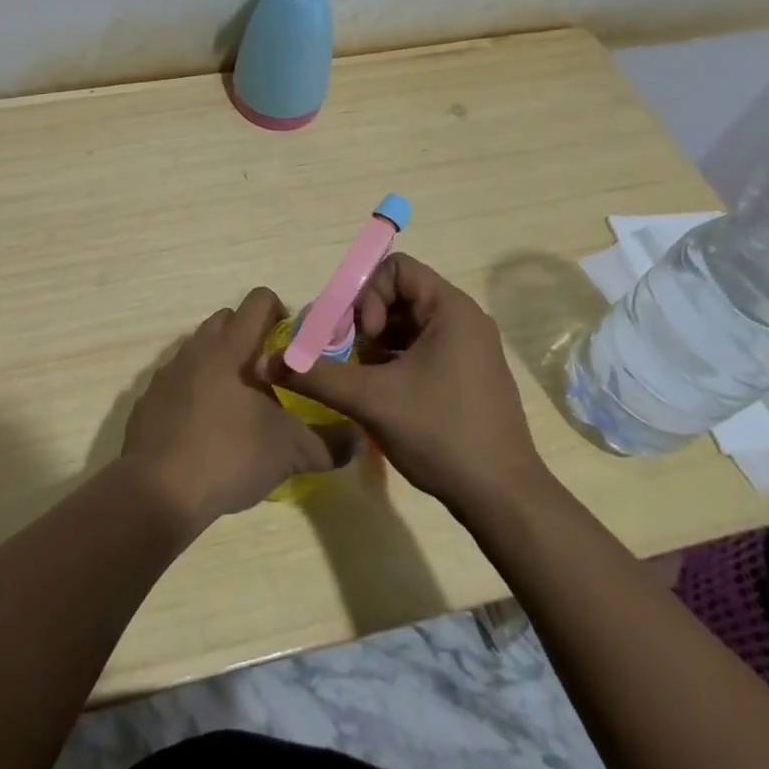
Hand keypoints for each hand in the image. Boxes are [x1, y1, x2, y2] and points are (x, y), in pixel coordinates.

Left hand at [121, 287, 358, 530]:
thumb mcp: (289, 452)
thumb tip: (355, 439)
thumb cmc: (228, 455)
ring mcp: (167, 373)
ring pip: (201, 349)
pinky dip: (197, 391)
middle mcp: (196, 349)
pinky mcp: (149, 400)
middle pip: (227, 320)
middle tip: (271, 376)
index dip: (281, 313)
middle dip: (251, 338)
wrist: (157, 492)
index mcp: (229, 348)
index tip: (293, 345)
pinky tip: (208, 429)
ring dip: (223, 364)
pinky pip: (180, 380)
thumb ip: (327, 443)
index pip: (258, 301)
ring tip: (241, 405)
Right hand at [267, 254, 545, 514]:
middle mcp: (463, 320)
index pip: (396, 269)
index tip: (362, 336)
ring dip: (375, 344)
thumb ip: (317, 375)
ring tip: (358, 377)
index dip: (368, 294)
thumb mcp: (372, 400)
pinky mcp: (465, 375)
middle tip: (347, 356)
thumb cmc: (441, 434)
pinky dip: (393, 361)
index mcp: (451, 310)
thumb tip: (265, 362)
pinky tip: (378, 393)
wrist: (503, 499)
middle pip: (399, 295)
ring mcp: (467, 349)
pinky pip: (420, 349)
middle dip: (365, 320)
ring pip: (407, 325)